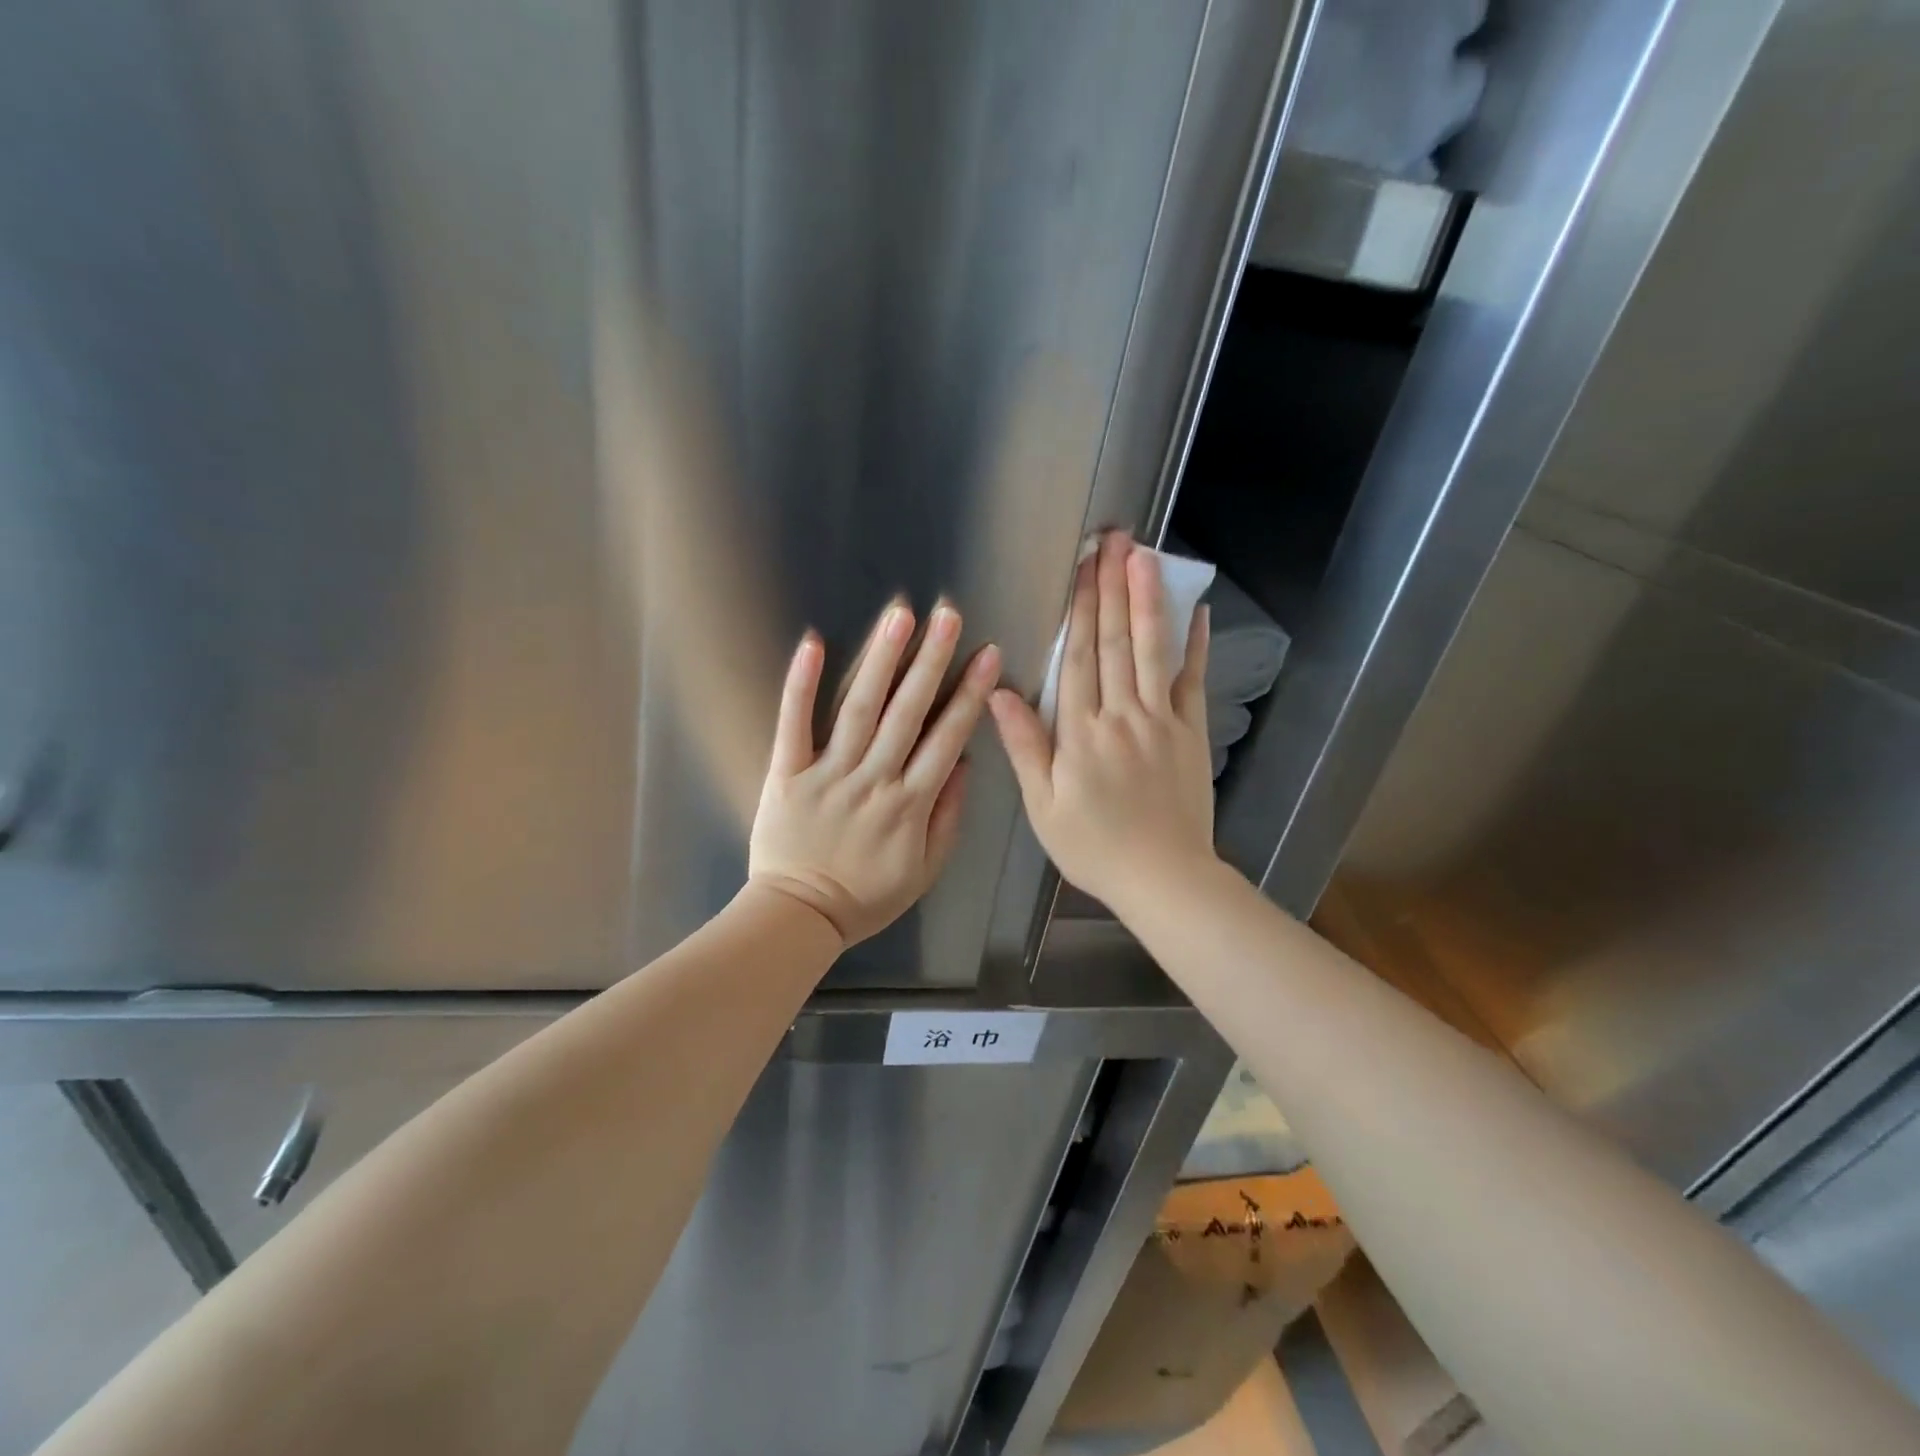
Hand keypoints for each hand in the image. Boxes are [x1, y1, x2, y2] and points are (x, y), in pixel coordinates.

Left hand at [749, 600, 1001, 945]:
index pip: (947, 738)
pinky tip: (814, 644)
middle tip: (947, 615)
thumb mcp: (925, 871)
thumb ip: (948, 817)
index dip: (969, 694)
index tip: (987, 654)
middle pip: (907, 713)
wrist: (798, 916)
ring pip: (859, 709)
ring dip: (880, 660)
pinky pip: (793, 725)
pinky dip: (802, 685)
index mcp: (910, 804)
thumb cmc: (867, 897)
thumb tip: (964, 763)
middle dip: (931, 661)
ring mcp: (827, 774)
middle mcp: (873, 780)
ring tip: (898, 617)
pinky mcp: (785, 774)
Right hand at [989, 533, 1215, 913]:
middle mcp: (1122, 715)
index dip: (1078, 608)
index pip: (1077, 658)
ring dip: (1147, 600)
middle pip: (1115, 642)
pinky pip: (1193, 681)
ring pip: (1152, 650)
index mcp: (1081, 733)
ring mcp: (1162, 721)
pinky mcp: (1191, 733)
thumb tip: (999, 693)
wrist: (1164, 877)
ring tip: (1145, 556)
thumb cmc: (1094, 846)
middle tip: (1112, 539)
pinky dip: (1195, 645)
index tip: (1079, 566)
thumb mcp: (1043, 805)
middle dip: (1111, 587)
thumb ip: (1024, 746)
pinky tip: (1196, 611)